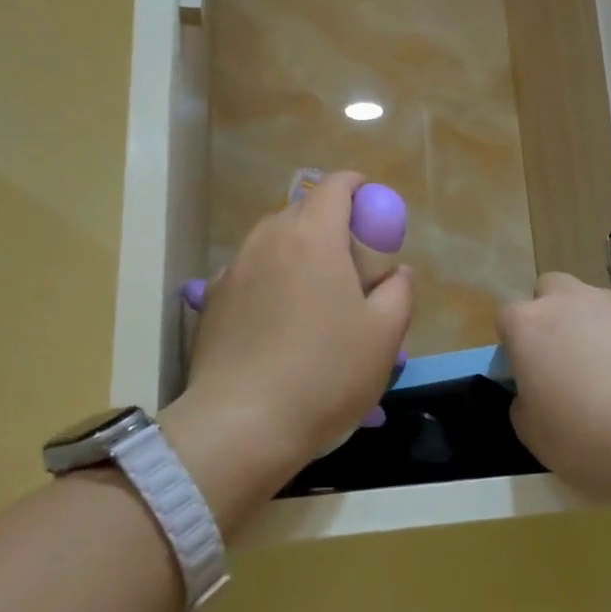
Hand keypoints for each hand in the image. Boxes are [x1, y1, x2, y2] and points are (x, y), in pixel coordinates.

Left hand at [181, 172, 413, 473]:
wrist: (241, 425)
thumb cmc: (325, 374)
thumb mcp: (385, 336)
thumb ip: (399, 291)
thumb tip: (396, 272)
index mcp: (313, 237)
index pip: (335, 186)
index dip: (358, 187)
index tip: (373, 208)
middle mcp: (268, 240)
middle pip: (302, 210)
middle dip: (331, 222)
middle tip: (352, 261)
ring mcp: (233, 269)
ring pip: (273, 240)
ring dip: (298, 250)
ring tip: (315, 292)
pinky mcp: (211, 301)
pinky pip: (250, 271)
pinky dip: (270, 278)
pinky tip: (279, 319)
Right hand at [497, 272, 610, 502]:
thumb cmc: (592, 437)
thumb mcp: (537, 439)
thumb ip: (525, 407)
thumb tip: (533, 394)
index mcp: (529, 326)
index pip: (507, 319)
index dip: (514, 347)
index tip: (527, 378)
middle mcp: (568, 301)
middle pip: (549, 292)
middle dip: (550, 318)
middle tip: (562, 364)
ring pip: (589, 304)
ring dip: (589, 328)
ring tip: (607, 377)